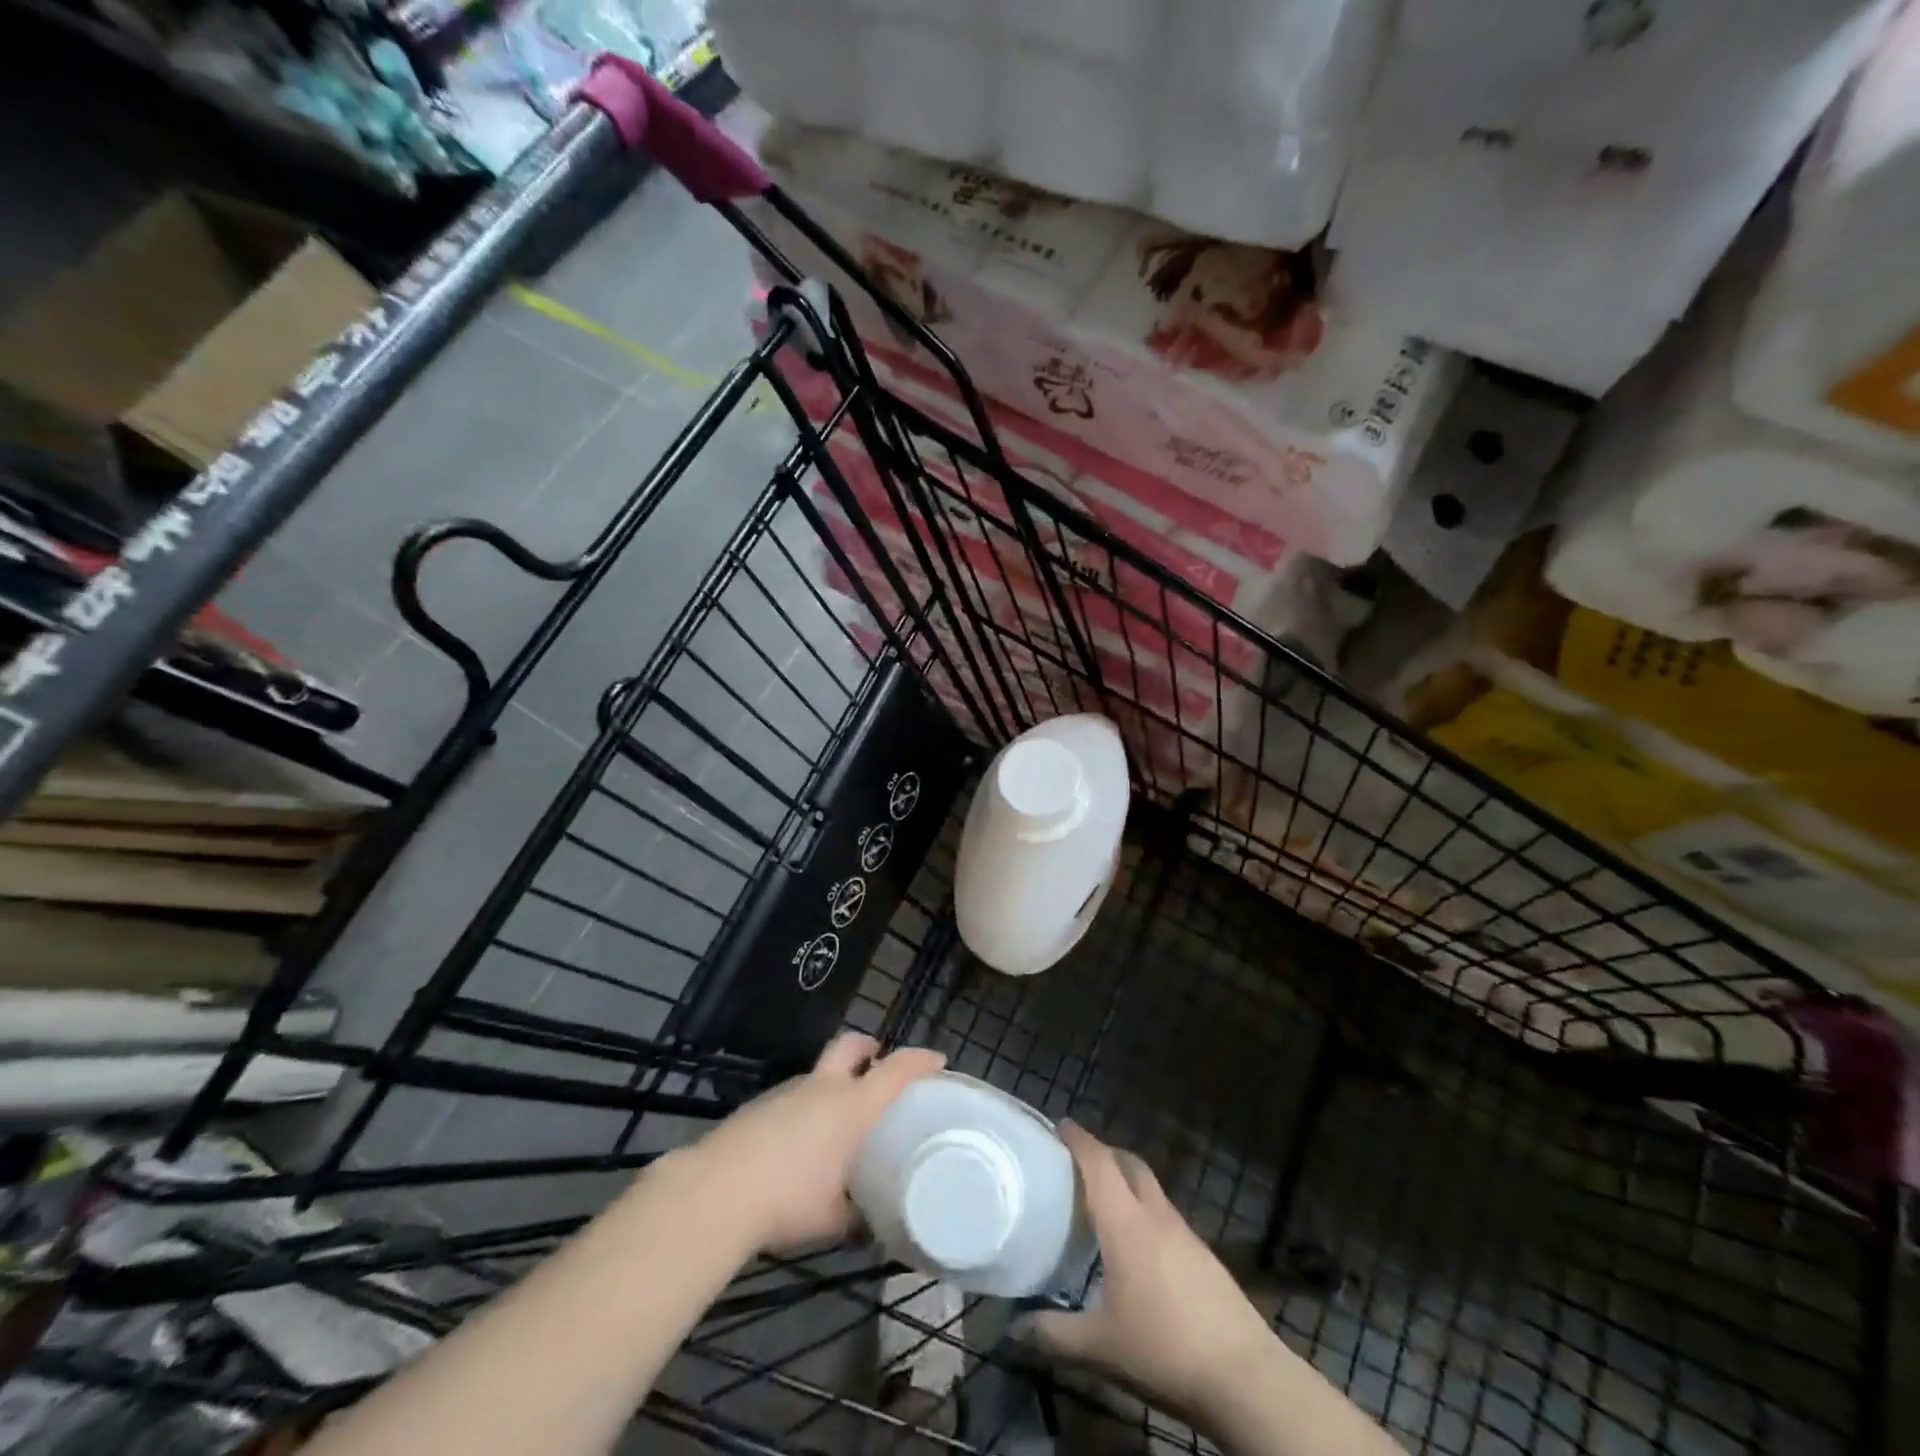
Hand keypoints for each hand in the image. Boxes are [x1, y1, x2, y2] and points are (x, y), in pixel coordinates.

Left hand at [680, 1033, 945, 1252]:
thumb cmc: (788, 1200)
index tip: (938, 1060)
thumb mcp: (833, 1220)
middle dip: (869, 1048)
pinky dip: (806, 1108)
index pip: (895, 1070)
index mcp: (851, 1107)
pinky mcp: (760, 1105)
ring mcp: (787, 1092)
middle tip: (878, 1065)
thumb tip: (872, 1228)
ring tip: (838, 1122)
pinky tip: (800, 1144)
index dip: (920, 1061)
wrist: (716, 1192)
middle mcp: (823, 1088)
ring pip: (819, 1073)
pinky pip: (794, 1097)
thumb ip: (858, 1218)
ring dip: (833, 1084)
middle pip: (851, 1046)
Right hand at [1018, 1123, 1281, 1421]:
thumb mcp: (1100, 1348)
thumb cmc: (1164, 1350)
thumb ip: (1054, 1335)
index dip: (1079, 1139)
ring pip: (1152, 1189)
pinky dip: (1147, 1213)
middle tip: (1079, 1163)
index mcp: (1126, 1223)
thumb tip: (1014, 1330)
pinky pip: (1167, 1217)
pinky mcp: (1205, 1257)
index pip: (1099, 1162)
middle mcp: (1156, 1216)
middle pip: (1129, 1164)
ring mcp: (1186, 1234)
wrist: (1246, 1378)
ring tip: (1106, 1204)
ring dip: (1128, 1183)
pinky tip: (1141, 1248)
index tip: (1060, 1125)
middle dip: (1104, 1153)